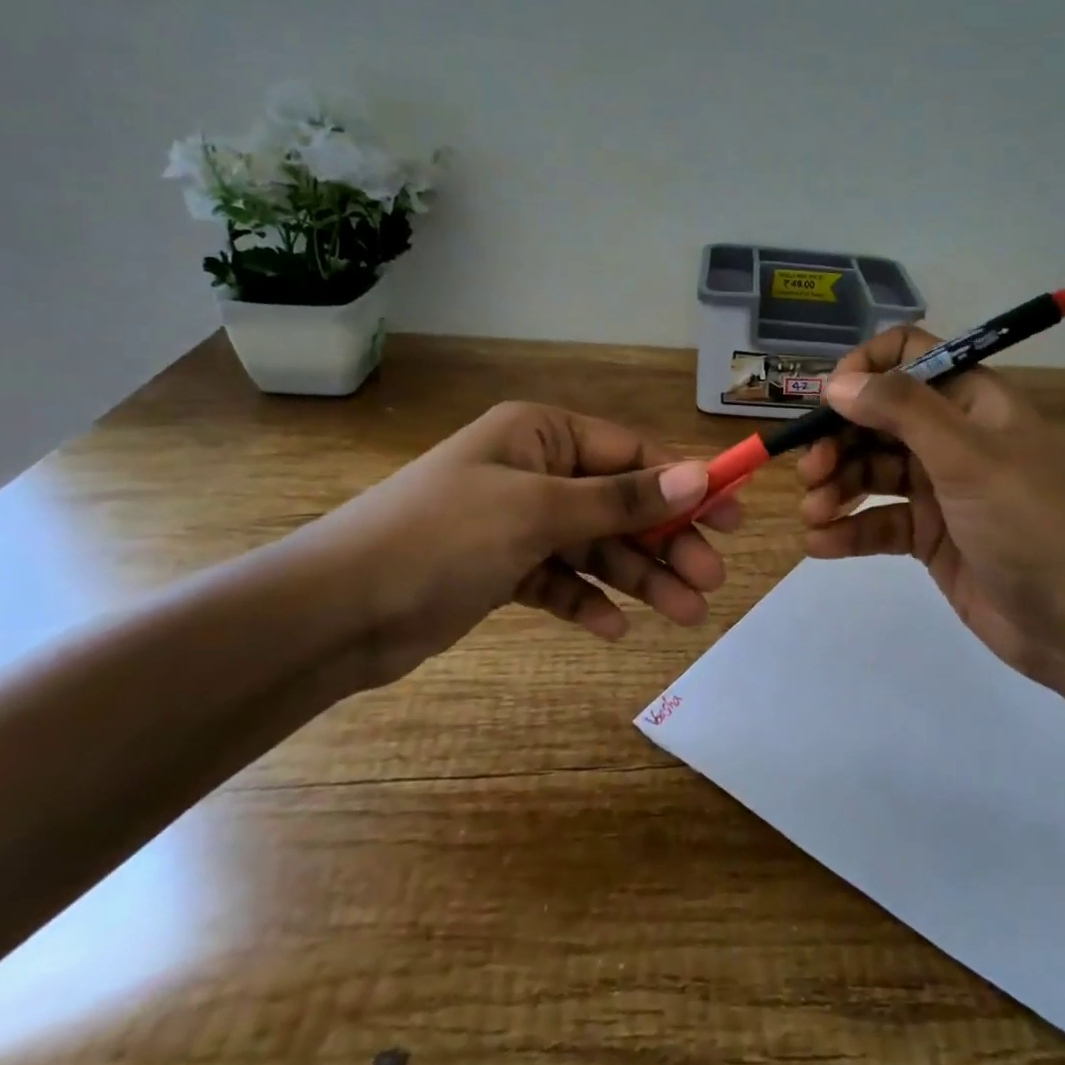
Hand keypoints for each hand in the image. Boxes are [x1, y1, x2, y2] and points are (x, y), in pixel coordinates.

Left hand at [292, 401, 741, 689]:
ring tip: (685, 616)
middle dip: (666, 543)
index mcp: (542, 435)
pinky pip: (559, 580)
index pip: (631, 453)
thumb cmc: (442, 538)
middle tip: (711, 581)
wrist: (333, 613)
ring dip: (637, 579)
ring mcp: (517, 522)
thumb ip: (622, 499)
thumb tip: (698, 475)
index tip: (732, 516)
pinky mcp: (500, 569)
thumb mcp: (540, 511)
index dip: (685, 483)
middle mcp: (534, 470)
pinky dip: (586, 601)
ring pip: (595, 547)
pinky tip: (613, 629)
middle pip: (620, 503)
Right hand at [796, 327, 1064, 691]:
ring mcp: (940, 488)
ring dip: (837, 486)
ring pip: (872, 471)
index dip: (865, 370)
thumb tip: (838, 382)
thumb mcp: (967, 457)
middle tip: (812, 470)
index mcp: (971, 401)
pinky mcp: (930, 535)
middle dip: (839, 439)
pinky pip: (879, 521)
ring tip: (814, 513)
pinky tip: (821, 544)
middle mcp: (952, 437)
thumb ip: (901, 410)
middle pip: (879, 418)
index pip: (909, 356)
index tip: (829, 400)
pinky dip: (849, 530)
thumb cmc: (1029, 523)